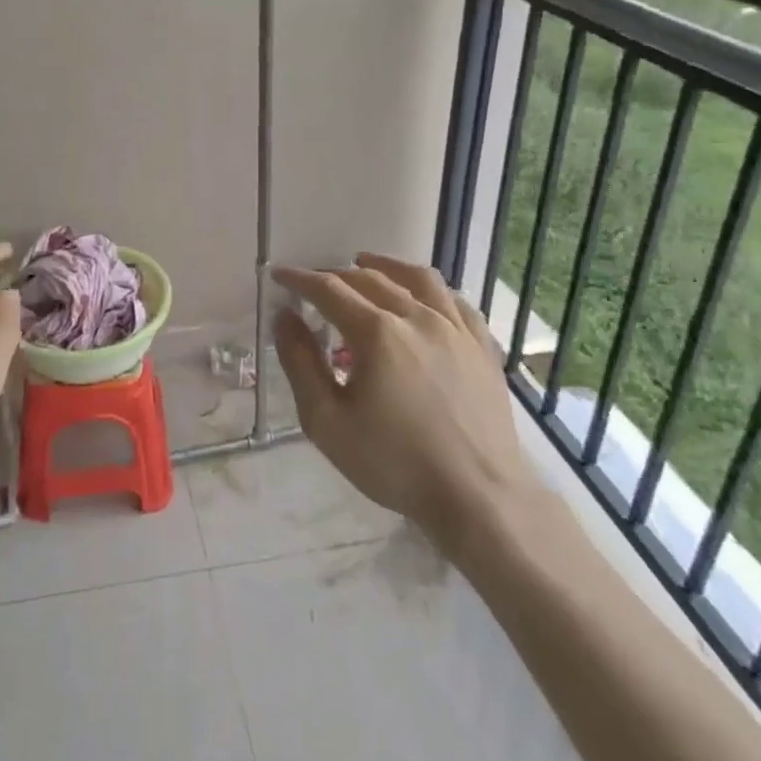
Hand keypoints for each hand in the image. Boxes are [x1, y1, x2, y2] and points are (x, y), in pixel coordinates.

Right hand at [272, 253, 539, 565]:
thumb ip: (300, 363)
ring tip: (366, 263)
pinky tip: (423, 296)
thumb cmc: (395, 463)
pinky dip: (430, 289)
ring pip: (417, 278)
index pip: (329, 290)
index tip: (279, 275)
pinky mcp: (481, 347)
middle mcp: (417, 317)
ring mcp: (455, 329)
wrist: (479, 497)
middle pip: (369, 279)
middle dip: (335, 274)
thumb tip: (285, 317)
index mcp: (377, 333)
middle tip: (315, 282)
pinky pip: (455, 300)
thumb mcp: (327, 421)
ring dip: (385, 266)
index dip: (300, 279)